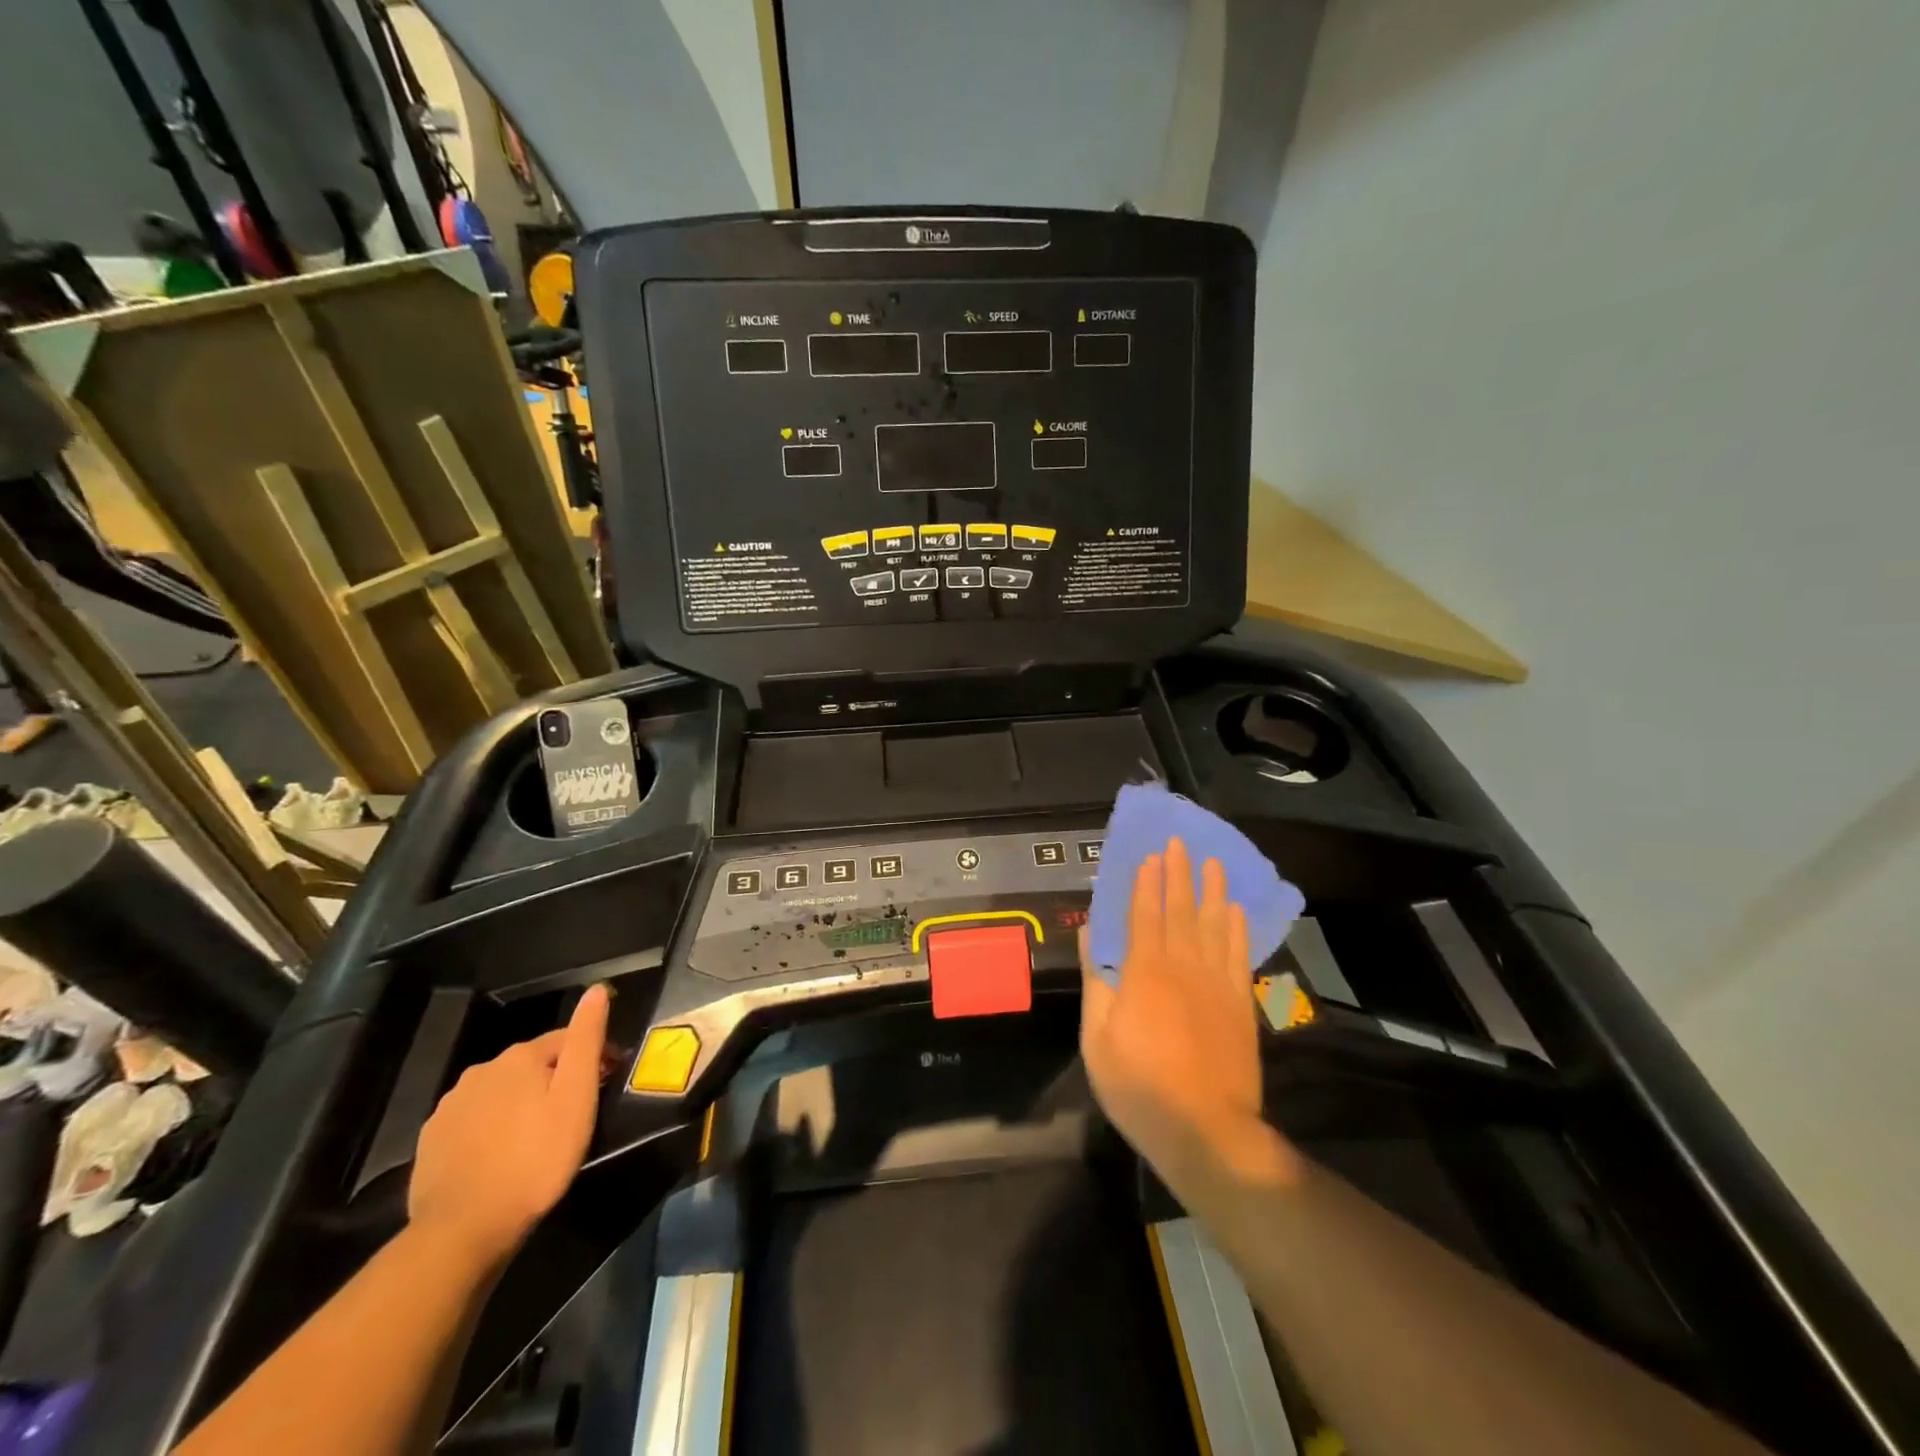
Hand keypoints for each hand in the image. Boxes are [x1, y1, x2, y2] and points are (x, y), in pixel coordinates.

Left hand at [408, 983, 609, 1264]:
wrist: (463, 1230)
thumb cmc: (536, 1159)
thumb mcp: (576, 1096)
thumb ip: (586, 1040)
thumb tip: (597, 989)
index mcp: (520, 1057)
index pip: (567, 1039)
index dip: (594, 1056)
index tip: (610, 1080)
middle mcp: (482, 1070)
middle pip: (532, 1065)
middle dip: (557, 1079)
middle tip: (577, 1111)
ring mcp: (451, 1106)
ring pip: (502, 1092)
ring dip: (523, 1102)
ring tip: (540, 1135)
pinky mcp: (432, 1140)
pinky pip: (475, 1120)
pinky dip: (493, 1127)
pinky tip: (503, 1153)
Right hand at [1079, 839, 1296, 1189]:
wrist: (1206, 1131)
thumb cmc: (1140, 1086)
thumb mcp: (1098, 1039)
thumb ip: (1096, 983)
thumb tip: (1089, 937)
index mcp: (1145, 973)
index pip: (1145, 916)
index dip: (1148, 883)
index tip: (1151, 855)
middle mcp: (1183, 967)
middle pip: (1181, 911)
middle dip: (1179, 874)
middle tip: (1180, 842)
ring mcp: (1217, 984)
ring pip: (1214, 925)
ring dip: (1213, 891)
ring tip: (1213, 862)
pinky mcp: (1240, 1004)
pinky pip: (1239, 955)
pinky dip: (1237, 929)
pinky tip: (1235, 911)